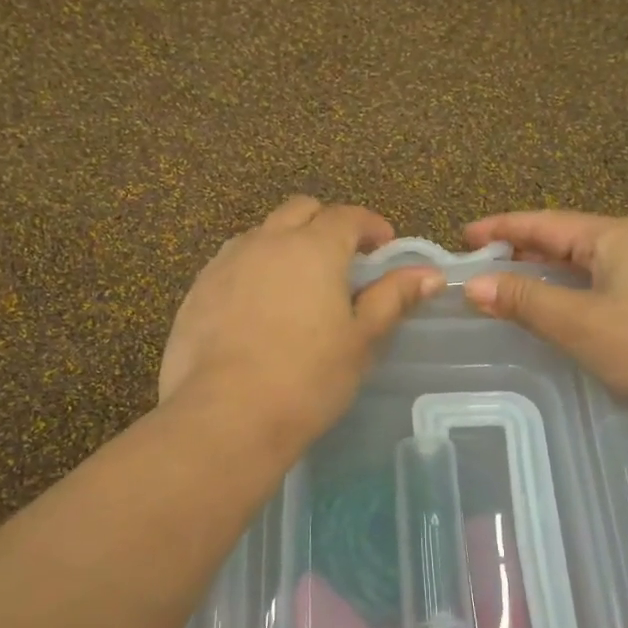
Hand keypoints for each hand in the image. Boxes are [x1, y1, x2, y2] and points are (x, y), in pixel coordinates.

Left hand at [161, 197, 444, 442]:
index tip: (384, 247)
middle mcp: (266, 242)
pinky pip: (231, 264)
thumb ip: (392, 298)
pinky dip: (253, 270)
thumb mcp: (361, 340)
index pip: (347, 216)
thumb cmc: (308, 378)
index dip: (371, 226)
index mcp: (313, 248)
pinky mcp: (197, 291)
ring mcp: (225, 264)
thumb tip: (429, 274)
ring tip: (297, 284)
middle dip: (326, 224)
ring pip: (261, 234)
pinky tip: (258, 309)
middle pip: (300, 211)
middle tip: (343, 261)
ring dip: (285, 243)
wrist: (226, 416)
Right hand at [461, 211, 627, 415]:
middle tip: (485, 262)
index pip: (543, 223)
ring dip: (550, 268)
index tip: (464, 236)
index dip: (501, 228)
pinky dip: (576, 283)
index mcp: (613, 235)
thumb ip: (525, 301)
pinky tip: (570, 303)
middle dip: (523, 247)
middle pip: (567, 236)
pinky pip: (609, 276)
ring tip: (518, 281)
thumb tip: (476, 285)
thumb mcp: (579, 323)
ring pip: (590, 258)